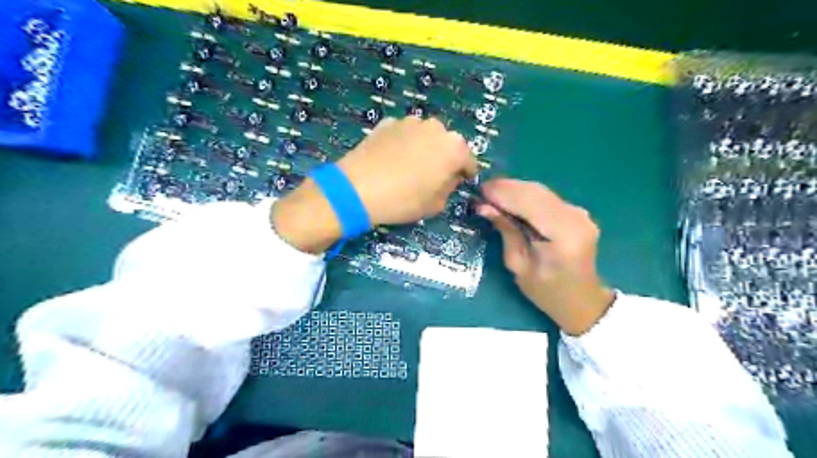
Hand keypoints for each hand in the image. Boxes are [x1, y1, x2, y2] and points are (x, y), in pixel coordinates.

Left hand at [274, 116, 479, 253]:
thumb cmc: (403, 200)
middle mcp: (436, 128)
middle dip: (444, 158)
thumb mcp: (435, 205)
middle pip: (447, 144)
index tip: (460, 182)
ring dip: (424, 148)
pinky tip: (392, 159)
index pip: (469, 160)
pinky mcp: (388, 122)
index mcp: (454, 148)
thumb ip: (449, 188)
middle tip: (433, 175)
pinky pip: (404, 134)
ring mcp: (410, 122)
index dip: (465, 173)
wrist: (357, 189)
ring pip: (425, 136)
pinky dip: (403, 143)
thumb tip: (448, 178)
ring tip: (410, 166)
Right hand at [477, 179, 616, 335]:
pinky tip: (510, 198)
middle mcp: (576, 218)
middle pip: (535, 192)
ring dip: (514, 189)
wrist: (582, 300)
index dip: (503, 194)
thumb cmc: (546, 292)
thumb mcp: (518, 265)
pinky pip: (546, 197)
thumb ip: (506, 232)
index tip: (479, 191)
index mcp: (564, 236)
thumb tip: (484, 207)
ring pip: (540, 190)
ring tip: (491, 193)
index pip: (529, 204)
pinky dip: (525, 195)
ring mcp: (579, 213)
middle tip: (481, 190)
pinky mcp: (577, 212)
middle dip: (506, 188)